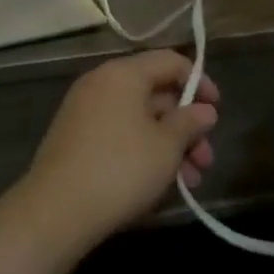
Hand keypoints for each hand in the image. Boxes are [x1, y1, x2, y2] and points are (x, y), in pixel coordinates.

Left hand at [15, 49, 219, 253]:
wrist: (56, 211)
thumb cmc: (121, 169)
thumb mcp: (166, 146)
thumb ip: (189, 123)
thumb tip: (204, 110)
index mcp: (123, 73)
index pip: (170, 62)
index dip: (200, 83)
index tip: (217, 111)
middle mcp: (101, 84)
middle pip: (155, 94)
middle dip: (186, 127)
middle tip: (206, 159)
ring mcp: (84, 112)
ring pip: (139, 120)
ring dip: (169, 146)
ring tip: (191, 182)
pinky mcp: (75, 140)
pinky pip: (119, 135)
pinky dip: (144, 152)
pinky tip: (160, 184)